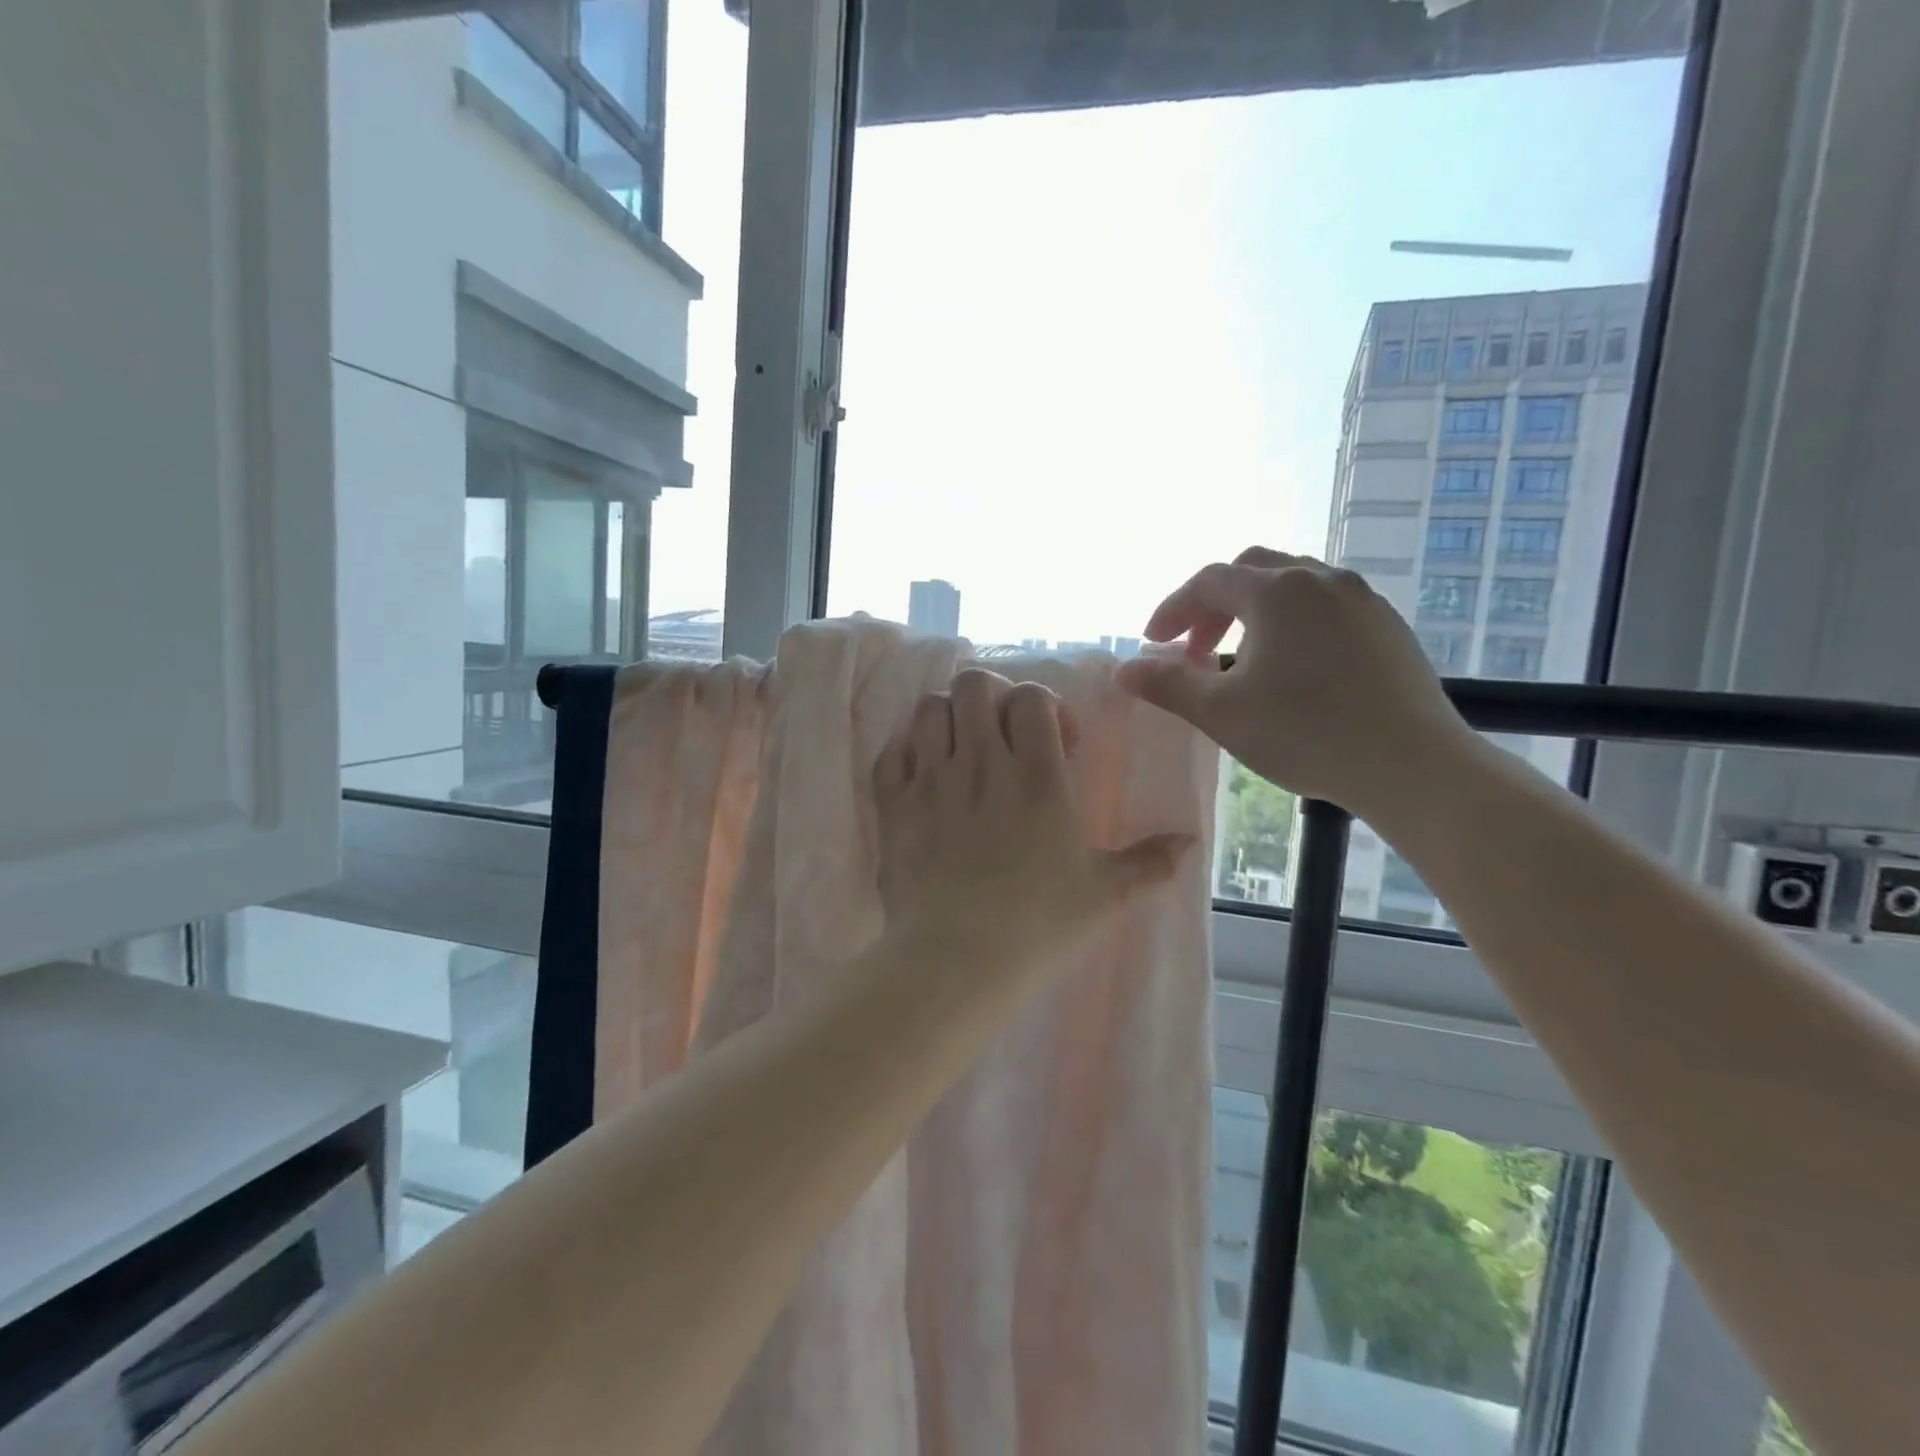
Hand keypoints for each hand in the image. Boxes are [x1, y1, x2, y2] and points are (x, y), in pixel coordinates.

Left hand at [873, 668, 1193, 973]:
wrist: (956, 961)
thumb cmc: (1039, 925)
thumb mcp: (1107, 896)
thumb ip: (1151, 862)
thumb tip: (1191, 842)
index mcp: (1038, 776)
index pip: (1032, 696)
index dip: (1044, 706)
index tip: (1056, 744)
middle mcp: (981, 764)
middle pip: (974, 684)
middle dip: (991, 698)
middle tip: (1002, 735)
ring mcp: (931, 781)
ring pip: (929, 709)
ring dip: (947, 719)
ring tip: (960, 752)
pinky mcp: (893, 805)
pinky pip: (891, 752)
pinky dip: (906, 754)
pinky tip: (922, 778)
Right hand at [1116, 548, 1477, 817]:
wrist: (1411, 765)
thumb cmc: (1305, 734)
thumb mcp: (1221, 712)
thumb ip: (1168, 684)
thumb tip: (1123, 670)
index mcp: (1277, 591)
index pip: (1208, 582)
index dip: (1173, 610)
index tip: (1153, 644)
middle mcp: (1322, 579)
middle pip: (1252, 571)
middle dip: (1213, 605)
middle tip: (1194, 649)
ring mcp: (1363, 600)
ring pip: (1293, 586)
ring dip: (1254, 612)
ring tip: (1241, 658)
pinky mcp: (1388, 626)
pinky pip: (1326, 607)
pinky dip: (1293, 624)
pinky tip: (1293, 669)